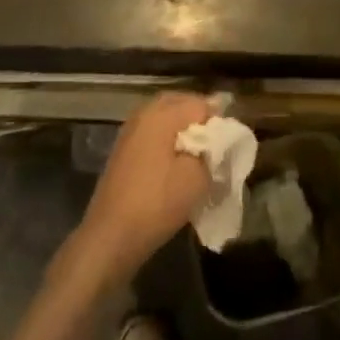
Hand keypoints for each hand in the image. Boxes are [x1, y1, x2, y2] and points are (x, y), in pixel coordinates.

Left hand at [63, 92, 215, 291]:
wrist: (111, 236)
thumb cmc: (157, 202)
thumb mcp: (197, 177)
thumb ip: (212, 150)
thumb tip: (217, 138)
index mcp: (161, 114)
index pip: (201, 103)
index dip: (219, 120)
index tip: (229, 143)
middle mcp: (143, 114)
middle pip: (181, 104)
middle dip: (200, 120)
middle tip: (216, 145)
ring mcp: (130, 131)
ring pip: (165, 118)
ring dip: (183, 131)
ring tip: (199, 156)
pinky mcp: (123, 150)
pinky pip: (153, 133)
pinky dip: (168, 141)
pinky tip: (177, 163)